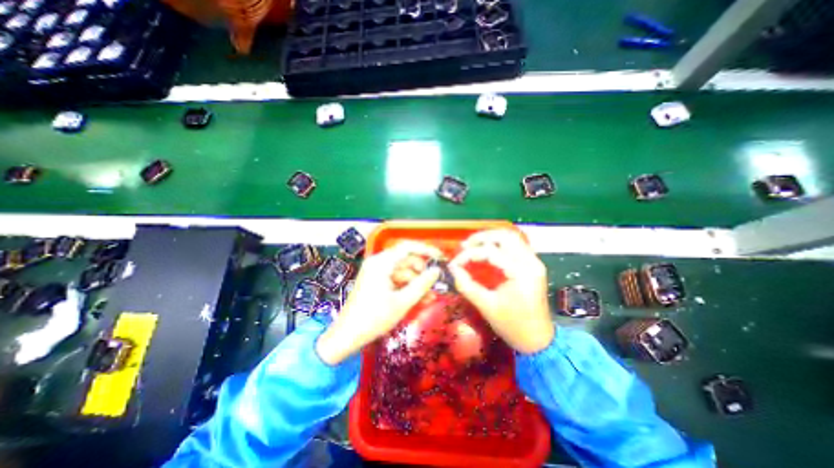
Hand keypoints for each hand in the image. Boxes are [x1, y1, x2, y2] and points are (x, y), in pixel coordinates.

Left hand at [315, 241, 442, 365]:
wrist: (347, 336)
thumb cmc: (374, 318)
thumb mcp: (402, 302)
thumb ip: (422, 284)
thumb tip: (436, 271)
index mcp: (381, 263)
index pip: (407, 247)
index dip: (426, 250)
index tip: (440, 258)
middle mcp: (378, 263)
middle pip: (406, 260)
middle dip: (422, 272)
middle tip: (436, 283)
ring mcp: (376, 272)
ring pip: (402, 271)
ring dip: (416, 282)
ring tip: (430, 296)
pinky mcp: (376, 281)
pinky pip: (396, 280)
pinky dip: (407, 287)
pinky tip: (419, 299)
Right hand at [449, 231, 551, 354]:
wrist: (538, 341)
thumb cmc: (513, 326)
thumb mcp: (486, 306)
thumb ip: (467, 285)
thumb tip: (453, 269)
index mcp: (521, 273)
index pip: (491, 252)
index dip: (469, 255)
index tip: (455, 263)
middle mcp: (531, 262)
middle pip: (505, 236)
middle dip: (481, 238)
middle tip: (464, 246)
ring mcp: (534, 262)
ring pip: (511, 237)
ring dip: (490, 238)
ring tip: (473, 246)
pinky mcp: (532, 266)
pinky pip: (515, 246)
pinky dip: (498, 244)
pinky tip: (486, 250)